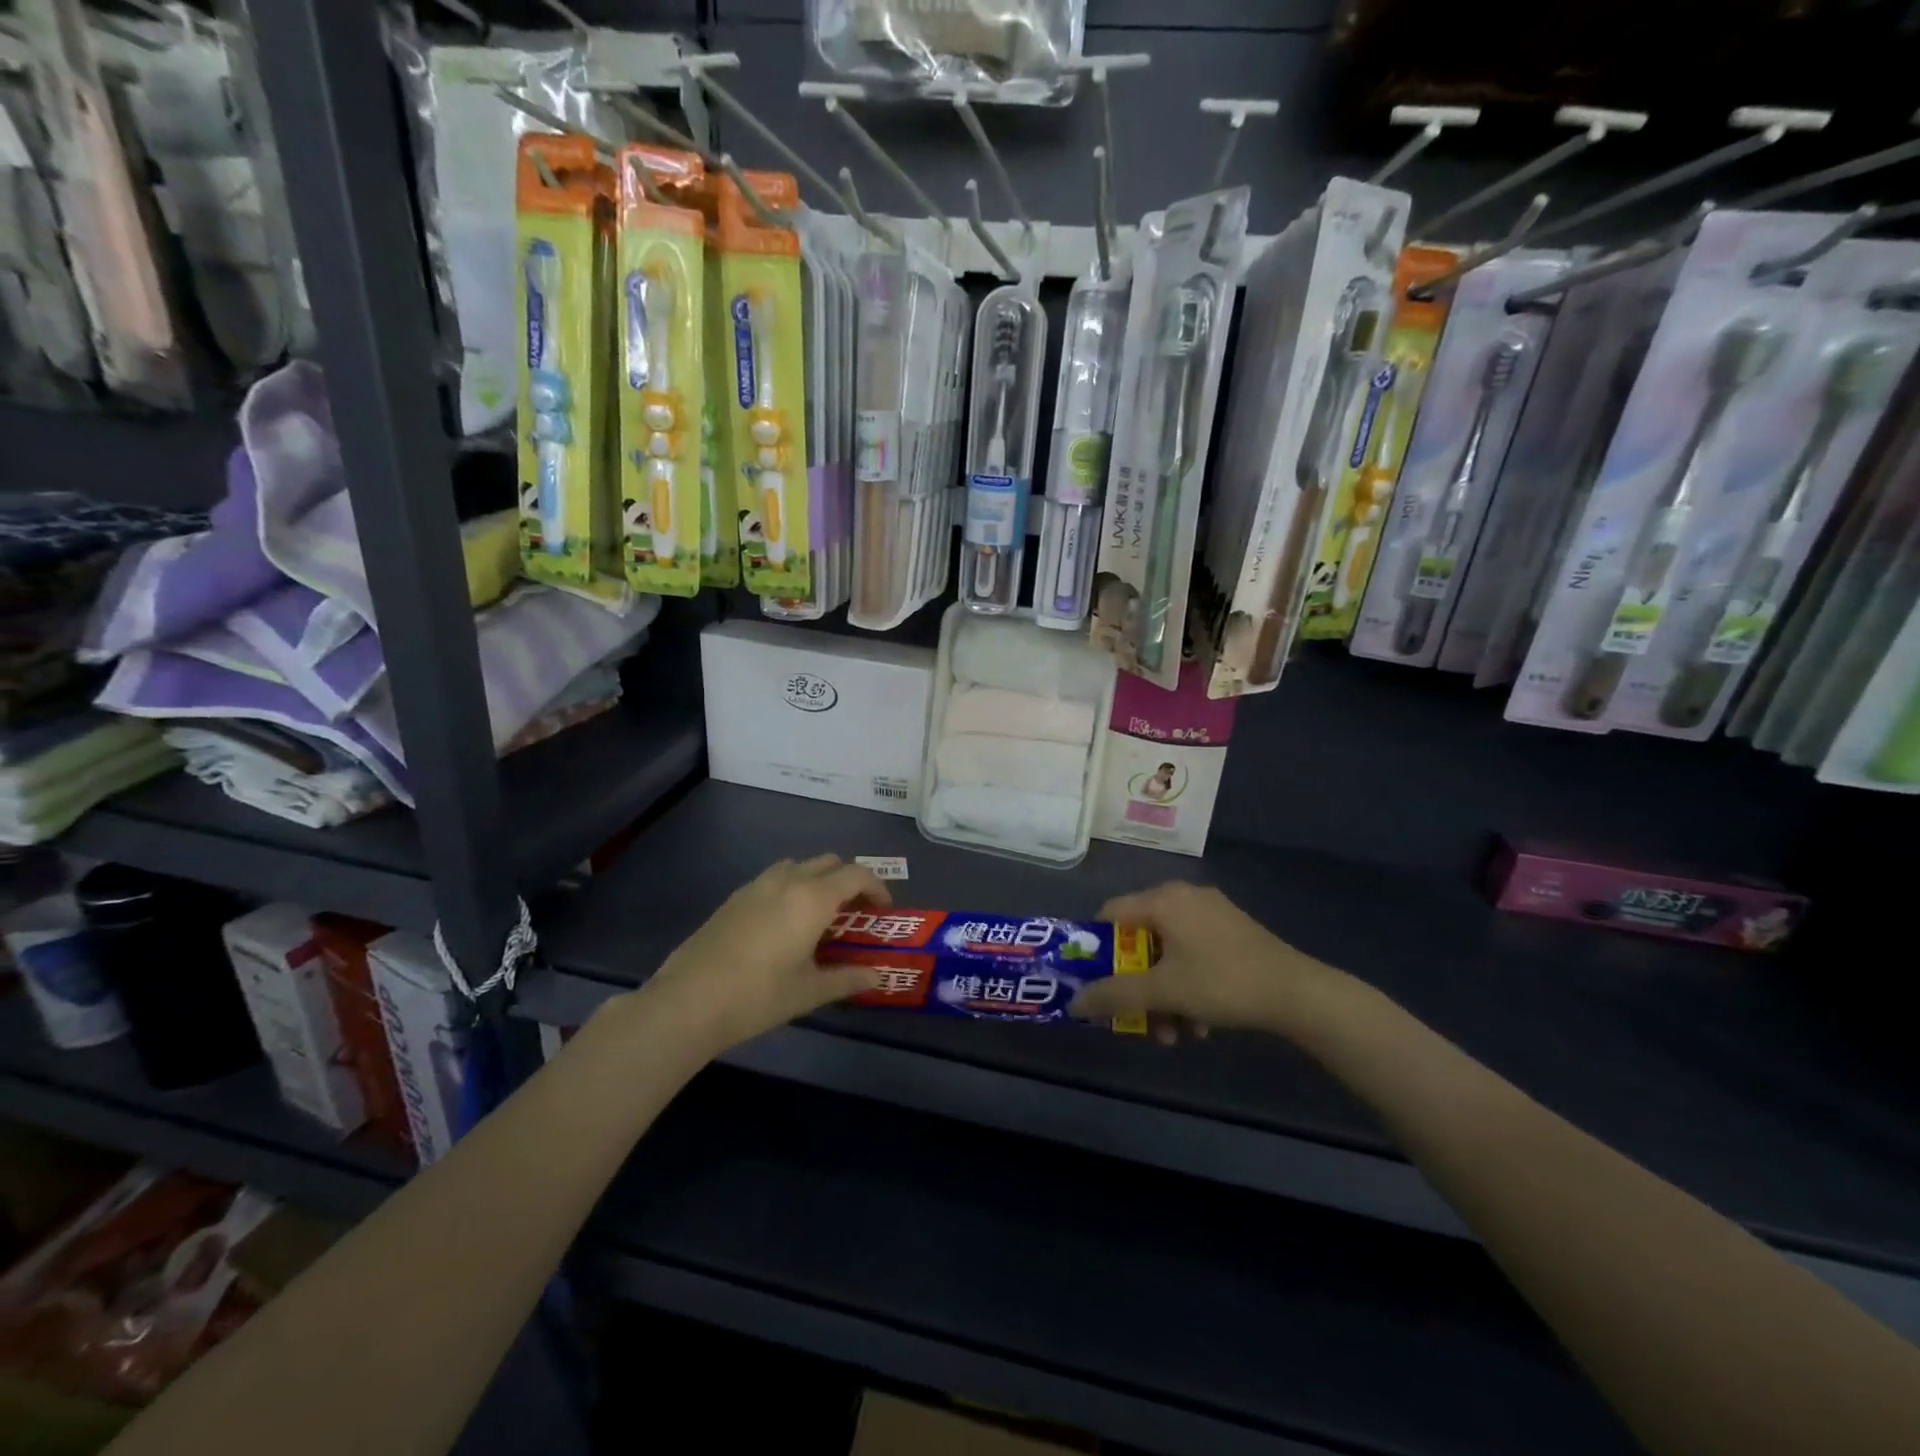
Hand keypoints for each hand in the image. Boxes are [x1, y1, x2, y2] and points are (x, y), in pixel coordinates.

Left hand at [638, 855, 889, 1055]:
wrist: (689, 1001)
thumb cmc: (759, 996)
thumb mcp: (810, 991)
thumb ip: (848, 979)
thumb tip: (877, 977)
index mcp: (813, 898)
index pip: (857, 874)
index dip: (877, 887)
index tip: (883, 911)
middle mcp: (788, 880)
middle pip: (829, 862)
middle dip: (849, 880)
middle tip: (855, 912)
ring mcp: (757, 885)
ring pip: (799, 866)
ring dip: (818, 879)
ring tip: (820, 915)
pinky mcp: (735, 897)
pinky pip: (774, 878)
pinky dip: (792, 888)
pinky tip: (784, 924)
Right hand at [1068, 882, 1354, 1038]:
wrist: (1298, 992)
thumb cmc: (1222, 982)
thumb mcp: (1163, 992)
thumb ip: (1114, 995)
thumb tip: (1074, 1002)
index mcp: (1162, 899)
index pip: (1109, 914)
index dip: (1096, 948)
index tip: (1096, 982)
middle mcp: (1183, 897)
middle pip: (1140, 939)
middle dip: (1137, 985)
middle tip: (1138, 1017)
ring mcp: (1211, 913)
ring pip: (1168, 953)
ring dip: (1164, 995)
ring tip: (1175, 1034)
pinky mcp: (1232, 931)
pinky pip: (1193, 954)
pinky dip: (1188, 985)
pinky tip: (1200, 1023)